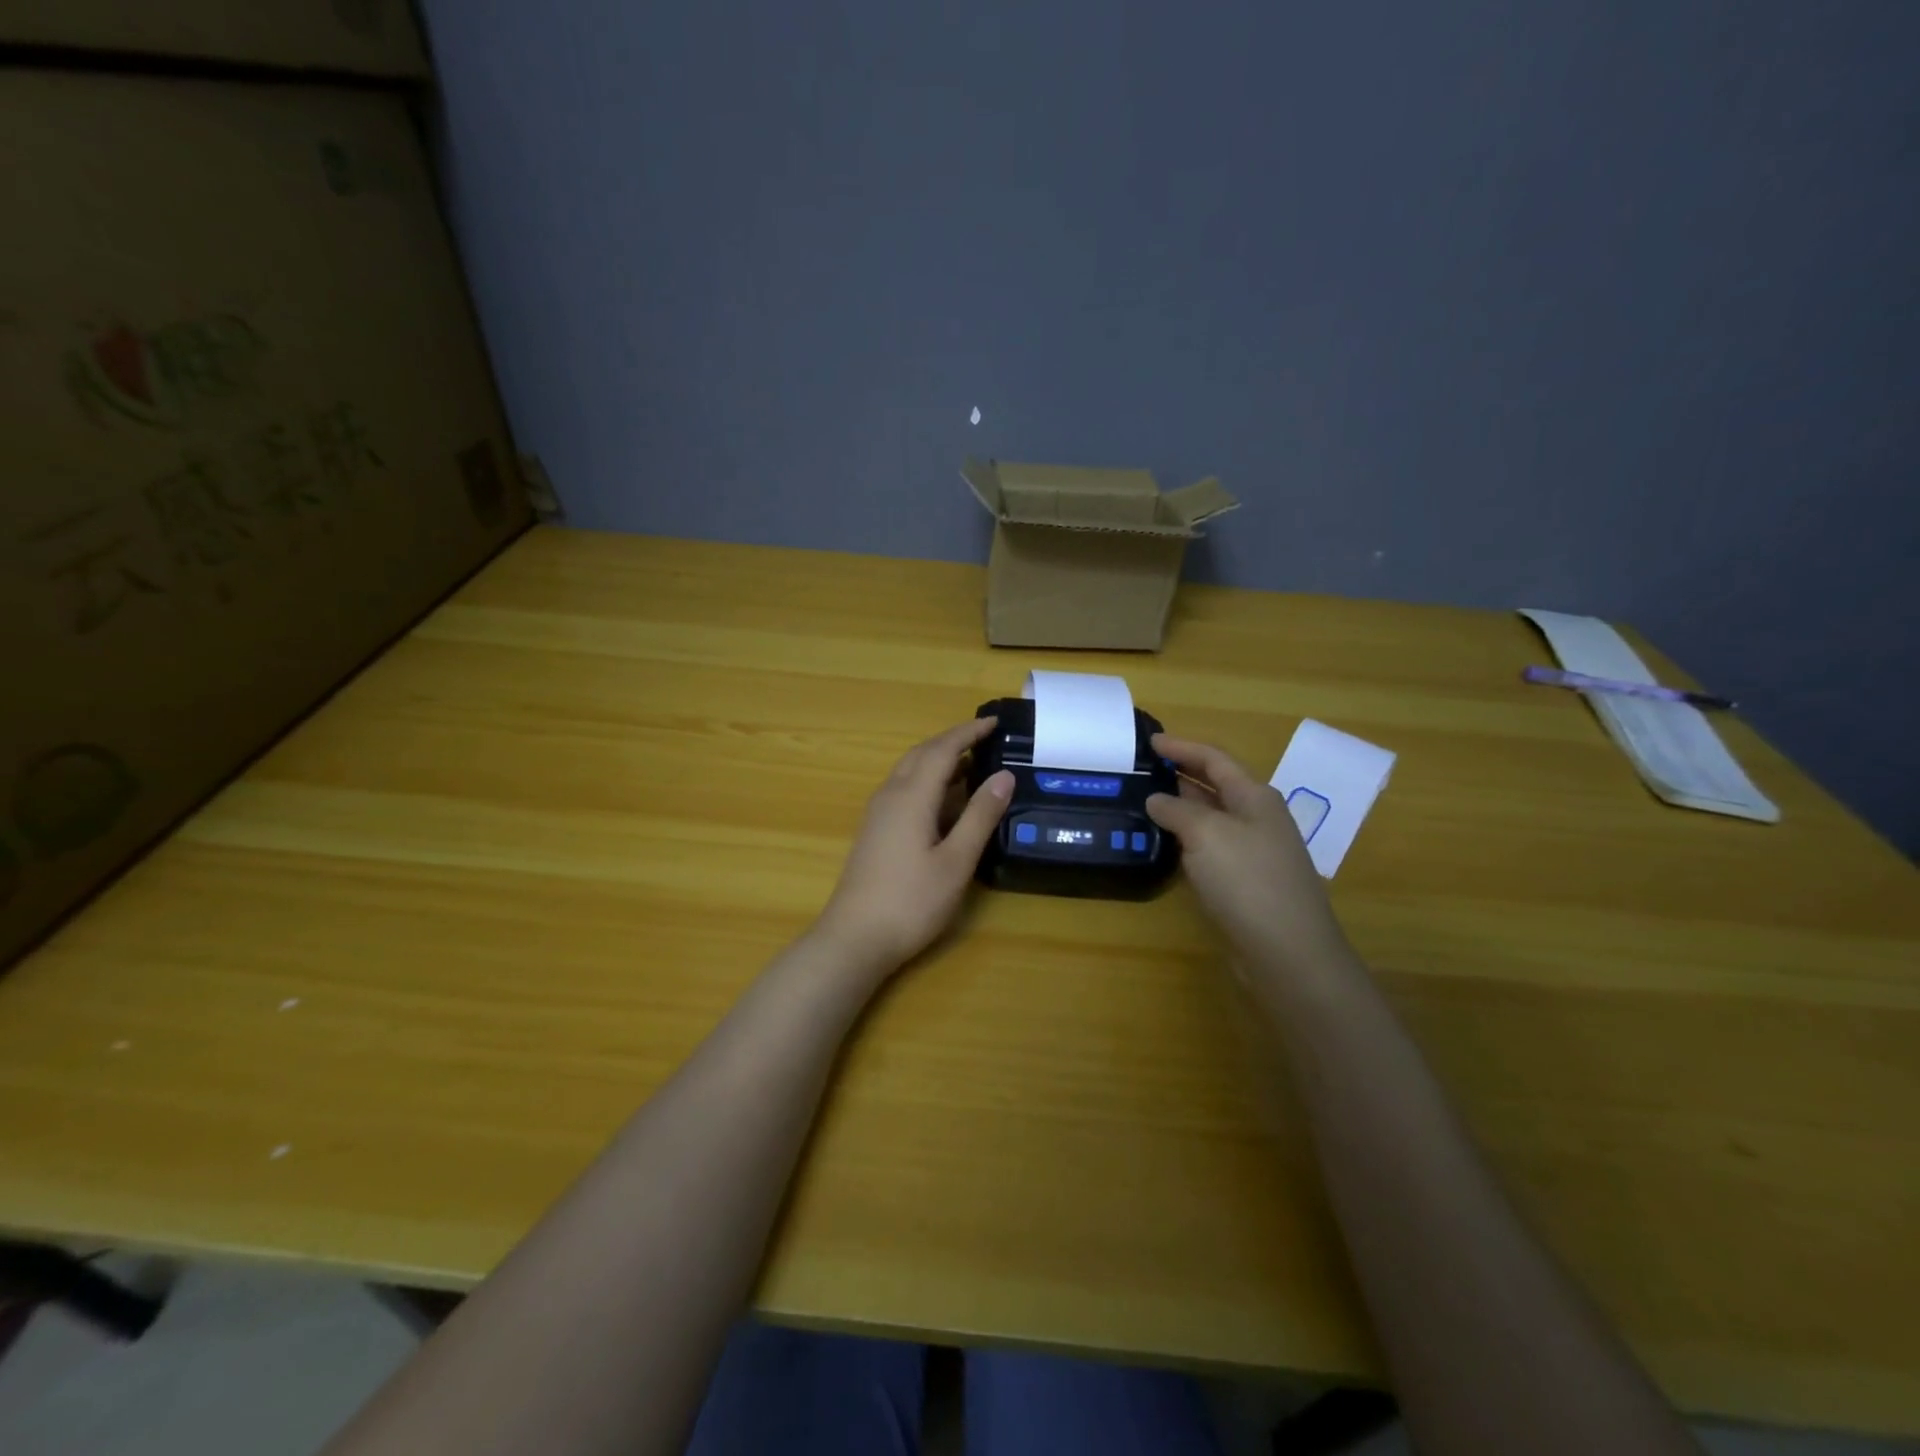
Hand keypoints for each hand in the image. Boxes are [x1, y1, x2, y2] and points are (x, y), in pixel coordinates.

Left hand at [813, 718, 1012, 979]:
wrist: (855, 937)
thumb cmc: (911, 901)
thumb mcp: (956, 861)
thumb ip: (980, 816)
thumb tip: (1004, 776)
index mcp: (912, 796)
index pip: (943, 749)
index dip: (969, 732)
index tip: (995, 722)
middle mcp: (890, 794)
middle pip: (922, 753)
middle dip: (953, 741)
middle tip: (986, 738)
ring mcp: (878, 812)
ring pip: (910, 770)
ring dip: (939, 759)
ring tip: (972, 763)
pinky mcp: (874, 829)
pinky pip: (903, 787)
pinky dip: (928, 779)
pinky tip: (944, 799)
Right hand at [1146, 734, 1354, 983]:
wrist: (1287, 952)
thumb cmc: (1248, 881)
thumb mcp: (1206, 834)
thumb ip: (1177, 810)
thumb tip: (1156, 800)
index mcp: (1255, 797)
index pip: (1215, 759)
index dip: (1182, 746)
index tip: (1150, 741)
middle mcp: (1257, 818)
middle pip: (1215, 785)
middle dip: (1181, 773)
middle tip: (1142, 770)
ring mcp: (1253, 852)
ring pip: (1211, 818)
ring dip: (1181, 807)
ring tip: (1144, 802)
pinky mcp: (1244, 883)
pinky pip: (1210, 848)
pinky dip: (1186, 839)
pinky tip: (1164, 844)